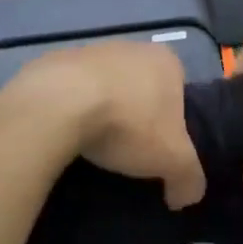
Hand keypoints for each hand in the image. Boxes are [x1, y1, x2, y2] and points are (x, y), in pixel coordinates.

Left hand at [10, 40, 206, 208]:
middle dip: (136, 116)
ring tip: (94, 145)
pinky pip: (69, 92)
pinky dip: (70, 110)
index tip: (160, 149)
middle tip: (128, 150)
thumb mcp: (173, 160)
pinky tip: (66, 134)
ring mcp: (88, 51)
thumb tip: (185, 196)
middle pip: (140, 89)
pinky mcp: (53, 62)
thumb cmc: (128, 124)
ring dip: (101, 111)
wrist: (57, 105)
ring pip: (103, 88)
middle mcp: (129, 47)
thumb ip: (189, 178)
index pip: (179, 92)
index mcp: (165, 61)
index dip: (173, 123)